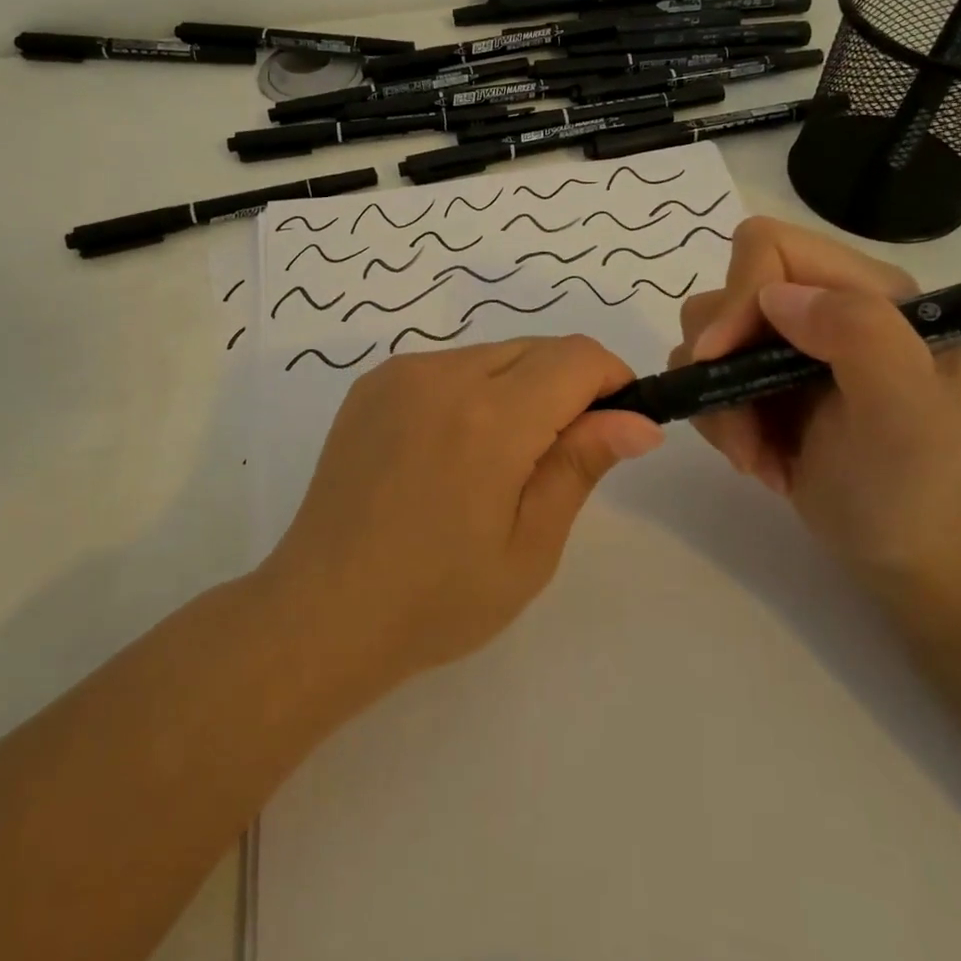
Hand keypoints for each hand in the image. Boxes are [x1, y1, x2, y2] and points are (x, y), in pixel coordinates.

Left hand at [261, 336, 663, 688]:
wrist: (321, 611)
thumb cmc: (436, 599)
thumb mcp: (529, 546)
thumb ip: (581, 466)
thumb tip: (639, 421)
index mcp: (491, 417)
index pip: (577, 357)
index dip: (611, 380)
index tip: (616, 425)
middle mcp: (444, 374)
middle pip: (536, 349)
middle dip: (567, 387)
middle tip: (555, 458)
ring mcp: (401, 373)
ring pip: (492, 354)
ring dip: (518, 388)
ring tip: (497, 462)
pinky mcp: (372, 383)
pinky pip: (446, 366)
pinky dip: (471, 391)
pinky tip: (450, 451)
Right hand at [670, 217, 960, 594]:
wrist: (901, 549)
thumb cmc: (910, 485)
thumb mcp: (906, 415)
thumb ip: (860, 336)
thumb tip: (776, 298)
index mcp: (867, 291)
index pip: (771, 248)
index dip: (737, 296)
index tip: (721, 360)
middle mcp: (821, 304)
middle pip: (726, 291)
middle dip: (722, 366)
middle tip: (745, 430)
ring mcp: (785, 341)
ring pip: (704, 335)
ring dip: (719, 403)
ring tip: (755, 453)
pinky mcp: (756, 376)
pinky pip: (700, 374)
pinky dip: (717, 420)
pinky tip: (757, 456)